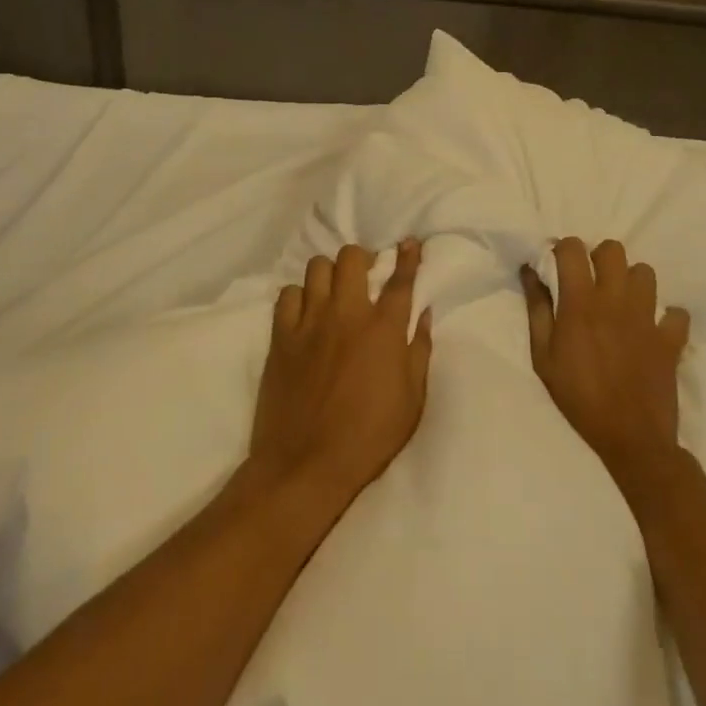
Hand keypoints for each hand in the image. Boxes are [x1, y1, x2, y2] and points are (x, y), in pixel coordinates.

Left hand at [250, 240, 433, 505]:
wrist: (306, 463)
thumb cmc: (370, 436)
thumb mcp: (412, 399)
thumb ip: (420, 350)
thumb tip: (425, 314)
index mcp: (384, 329)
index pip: (400, 279)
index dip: (407, 256)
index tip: (409, 242)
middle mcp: (347, 314)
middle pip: (352, 258)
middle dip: (362, 257)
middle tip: (366, 274)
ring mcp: (310, 322)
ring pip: (317, 268)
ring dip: (330, 273)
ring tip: (334, 291)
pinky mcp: (281, 336)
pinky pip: (287, 294)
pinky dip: (299, 296)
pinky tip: (305, 312)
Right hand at [521, 238, 690, 482]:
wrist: (630, 438)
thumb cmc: (577, 397)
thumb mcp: (543, 357)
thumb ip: (537, 309)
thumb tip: (529, 270)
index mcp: (580, 303)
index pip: (573, 249)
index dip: (563, 249)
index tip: (558, 264)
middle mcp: (616, 300)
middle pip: (613, 250)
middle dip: (599, 258)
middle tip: (590, 281)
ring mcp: (647, 317)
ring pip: (646, 272)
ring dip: (631, 281)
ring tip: (620, 302)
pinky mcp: (671, 338)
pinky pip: (676, 313)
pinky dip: (666, 317)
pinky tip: (652, 329)